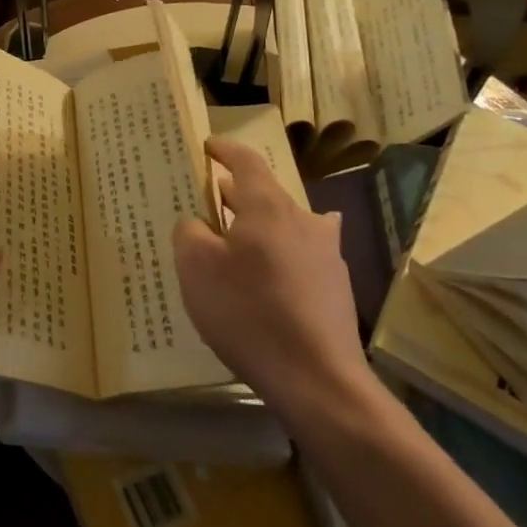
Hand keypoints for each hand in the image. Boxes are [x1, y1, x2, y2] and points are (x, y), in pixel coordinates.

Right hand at [172, 136, 369, 415]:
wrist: (317, 379)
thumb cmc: (249, 312)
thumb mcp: (196, 268)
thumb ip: (190, 232)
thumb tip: (197, 222)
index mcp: (267, 207)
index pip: (246, 161)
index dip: (225, 150)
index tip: (207, 147)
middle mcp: (303, 220)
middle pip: (267, 193)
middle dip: (236, 192)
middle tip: (208, 200)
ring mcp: (326, 254)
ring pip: (286, 224)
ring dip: (260, 224)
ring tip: (235, 240)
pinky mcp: (336, 287)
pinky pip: (300, 255)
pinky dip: (278, 255)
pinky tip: (267, 279)